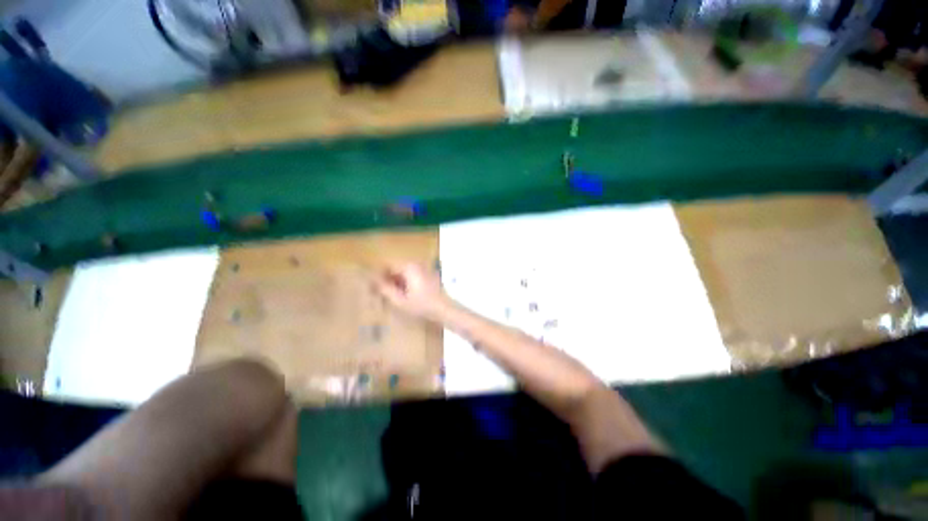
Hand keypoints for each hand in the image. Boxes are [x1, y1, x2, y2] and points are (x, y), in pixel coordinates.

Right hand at [376, 264, 451, 321]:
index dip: (378, 275)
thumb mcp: (400, 300)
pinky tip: (404, 295)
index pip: (388, 265)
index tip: (372, 286)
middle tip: (380, 292)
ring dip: (396, 281)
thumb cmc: (422, 305)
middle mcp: (416, 264)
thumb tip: (373, 281)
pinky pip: (412, 275)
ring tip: (391, 295)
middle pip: (396, 268)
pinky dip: (405, 282)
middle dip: (387, 278)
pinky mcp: (429, 275)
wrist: (444, 309)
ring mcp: (424, 268)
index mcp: (408, 267)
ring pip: (404, 272)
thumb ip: (385, 289)